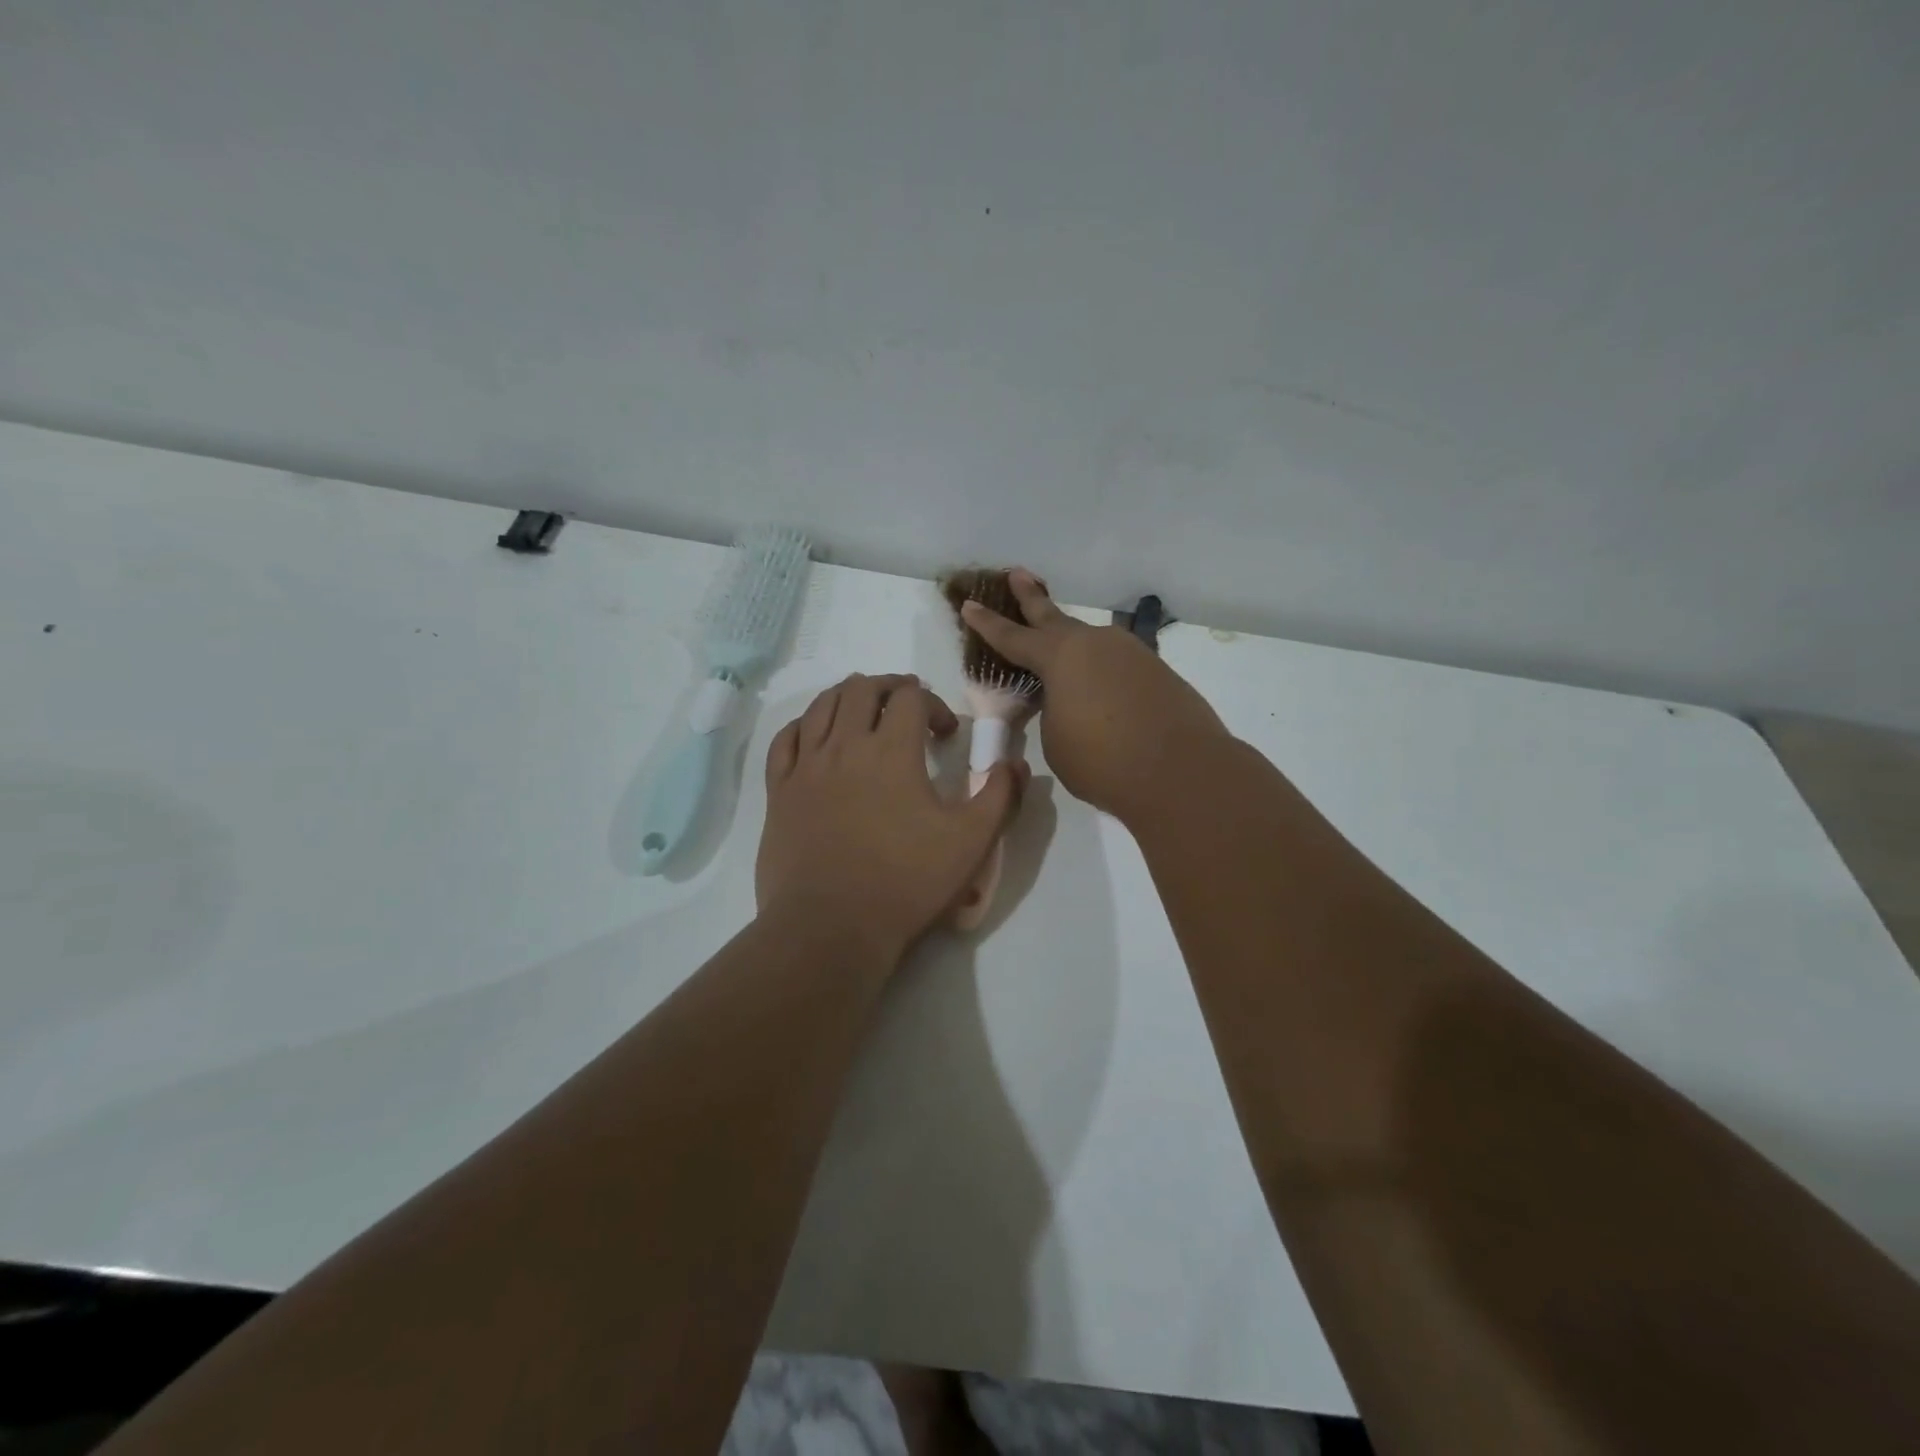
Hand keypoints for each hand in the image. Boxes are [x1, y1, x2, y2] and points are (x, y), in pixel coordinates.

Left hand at [757, 673, 1025, 965]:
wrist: (831, 928)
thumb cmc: (906, 883)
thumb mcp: (971, 843)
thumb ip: (1000, 797)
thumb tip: (1016, 764)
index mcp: (892, 751)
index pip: (911, 699)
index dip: (934, 704)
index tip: (946, 734)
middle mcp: (845, 746)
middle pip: (861, 688)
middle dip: (889, 687)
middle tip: (907, 702)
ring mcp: (805, 767)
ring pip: (821, 706)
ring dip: (847, 696)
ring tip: (863, 707)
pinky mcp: (779, 792)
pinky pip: (785, 740)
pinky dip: (804, 725)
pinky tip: (815, 734)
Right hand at [961, 570, 1229, 822]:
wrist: (1182, 771)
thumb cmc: (1103, 760)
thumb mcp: (1056, 738)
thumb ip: (1054, 710)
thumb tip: (1068, 699)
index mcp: (1060, 656)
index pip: (1013, 637)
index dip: (987, 623)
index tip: (969, 604)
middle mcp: (1095, 644)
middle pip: (1054, 616)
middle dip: (1032, 597)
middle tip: (1018, 574)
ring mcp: (1131, 653)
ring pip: (1091, 643)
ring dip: (1073, 647)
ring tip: (1062, 657)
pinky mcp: (1158, 672)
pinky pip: (1117, 665)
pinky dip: (1102, 674)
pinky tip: (1102, 691)